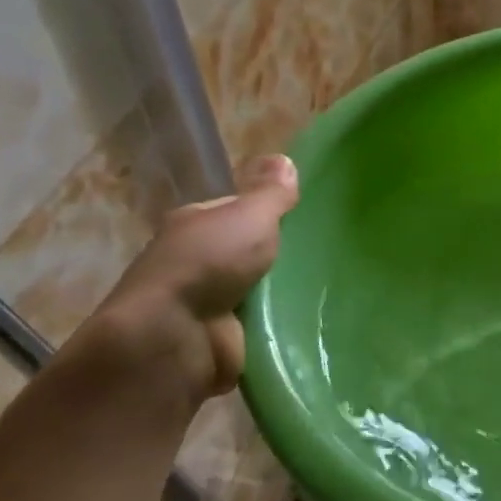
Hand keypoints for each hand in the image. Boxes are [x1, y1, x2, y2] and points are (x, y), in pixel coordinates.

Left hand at [88, 154, 299, 403]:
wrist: (174, 338)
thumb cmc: (209, 263)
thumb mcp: (249, 216)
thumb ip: (270, 193)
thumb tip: (284, 159)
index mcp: (194, 225)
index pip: (236, 212)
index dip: (268, 213)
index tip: (306, 219)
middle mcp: (193, 261)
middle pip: (246, 252)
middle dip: (277, 256)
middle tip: (323, 256)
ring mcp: (203, 304)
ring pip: (254, 291)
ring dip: (279, 294)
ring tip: (325, 290)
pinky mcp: (217, 340)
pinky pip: (257, 326)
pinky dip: (276, 326)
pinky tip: (306, 321)